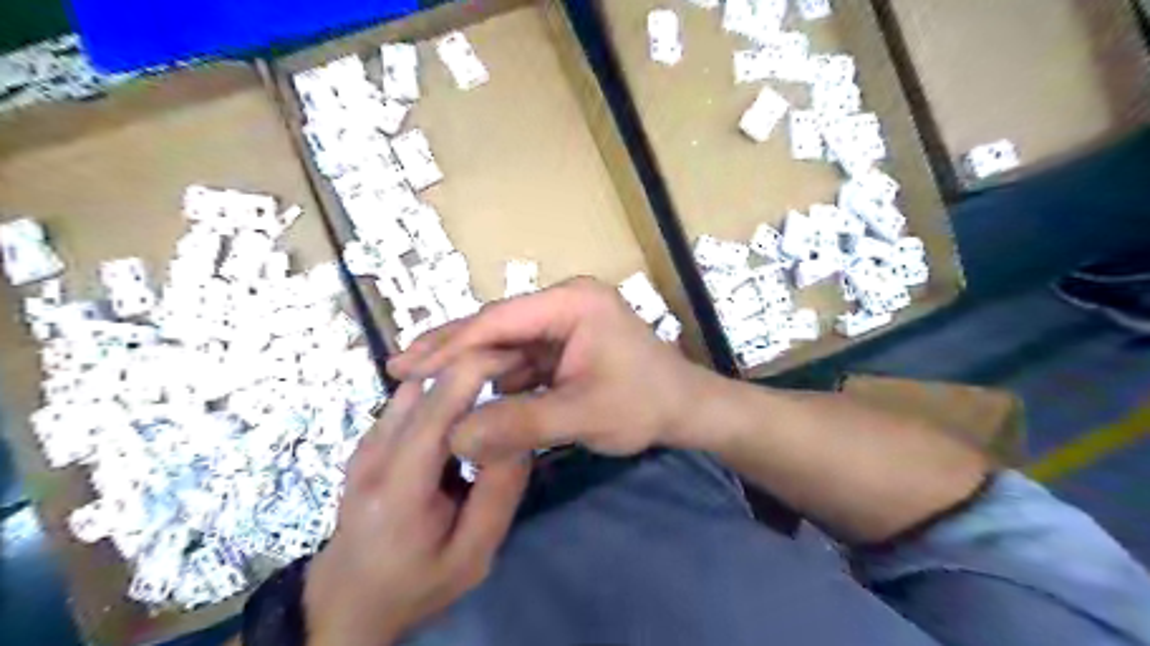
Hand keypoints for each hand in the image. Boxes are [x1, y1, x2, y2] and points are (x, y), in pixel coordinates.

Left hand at [302, 355, 531, 644]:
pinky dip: (444, 394)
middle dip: (476, 365)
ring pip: (420, 385)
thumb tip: (520, 429)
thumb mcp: (474, 553)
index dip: (480, 367)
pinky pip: (411, 400)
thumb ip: (501, 492)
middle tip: (518, 374)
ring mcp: (365, 442)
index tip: (521, 360)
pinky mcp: (368, 439)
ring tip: (494, 395)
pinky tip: (464, 417)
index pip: (439, 403)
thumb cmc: (416, 584)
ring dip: (460, 380)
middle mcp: (374, 451)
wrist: (348, 599)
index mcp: (399, 485)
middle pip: (428, 383)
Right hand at [385, 274, 715, 461]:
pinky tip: (464, 394)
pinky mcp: (564, 348)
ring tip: (419, 382)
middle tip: (399, 367)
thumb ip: (519, 425)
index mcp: (571, 303)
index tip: (406, 365)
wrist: (687, 412)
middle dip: (450, 350)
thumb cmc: (645, 405)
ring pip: (505, 345)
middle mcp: (563, 304)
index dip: (451, 345)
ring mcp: (563, 326)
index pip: (500, 320)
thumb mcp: (582, 415)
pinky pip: (521, 361)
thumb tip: (454, 438)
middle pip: (497, 327)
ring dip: (468, 366)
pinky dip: (493, 379)